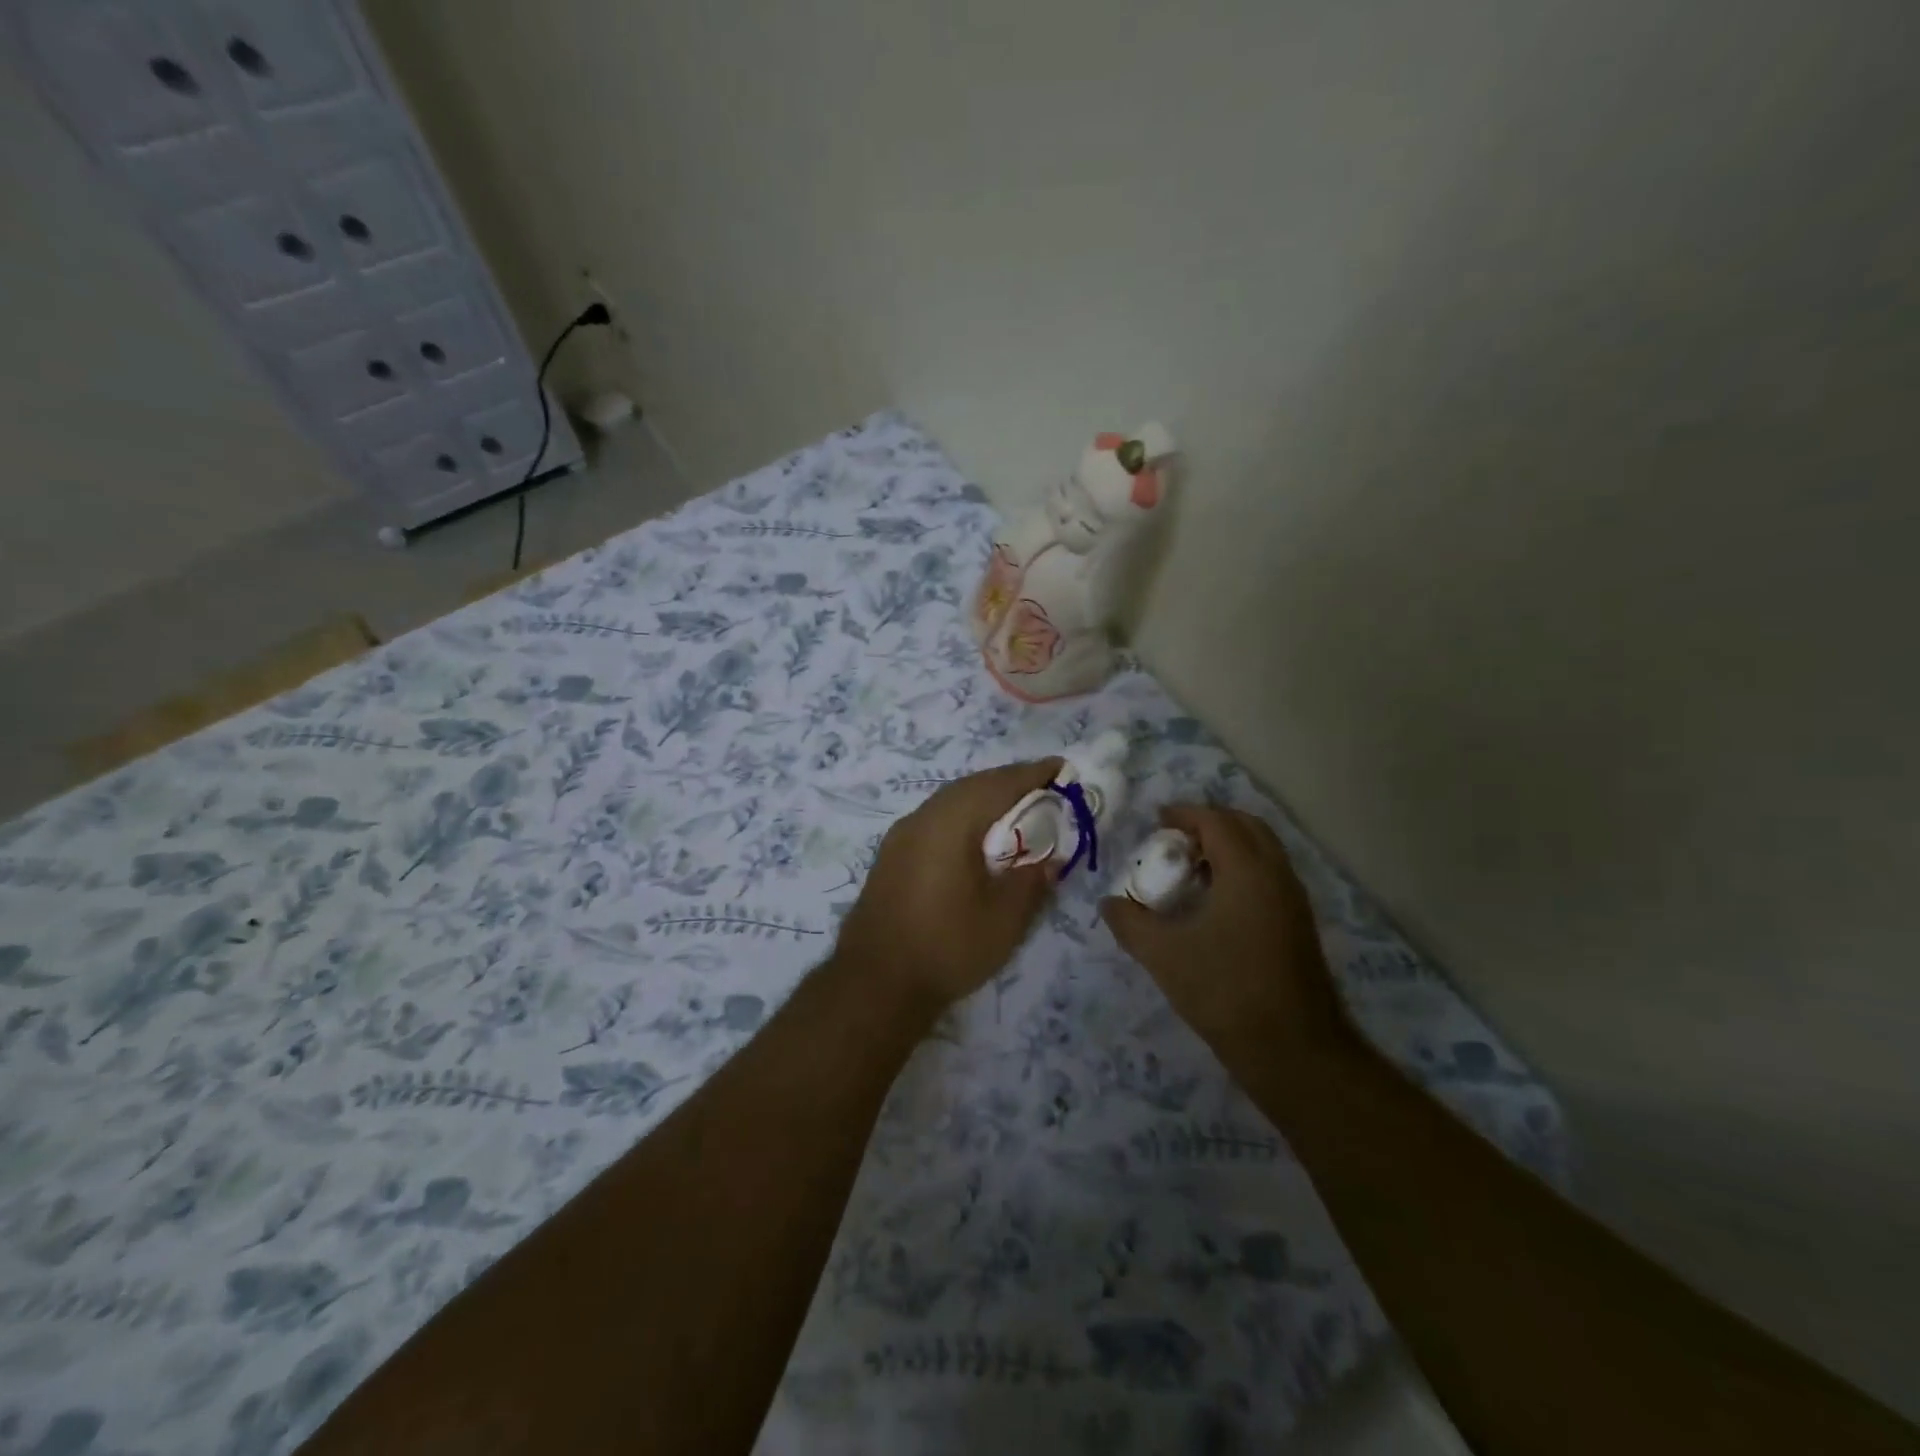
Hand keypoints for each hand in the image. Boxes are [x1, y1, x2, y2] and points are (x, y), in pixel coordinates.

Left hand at [835, 759, 1061, 1014]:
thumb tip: (1048, 859)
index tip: (1062, 768)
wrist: (874, 983)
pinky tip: (977, 839)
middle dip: (1009, 782)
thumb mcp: (1004, 919)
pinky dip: (964, 817)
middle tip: (1044, 789)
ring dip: (985, 799)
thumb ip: (1031, 881)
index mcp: (950, 823)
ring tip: (1016, 811)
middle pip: (972, 786)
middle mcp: (922, 818)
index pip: (999, 784)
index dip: (1033, 774)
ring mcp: (901, 836)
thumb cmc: (946, 947)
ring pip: (950, 801)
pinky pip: (936, 820)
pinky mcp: (892, 855)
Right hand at [1101, 805, 1351, 1062]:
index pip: (1216, 821)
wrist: (1293, 1050)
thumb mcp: (1163, 955)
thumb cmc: (1225, 991)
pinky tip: (1215, 903)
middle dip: (1209, 823)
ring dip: (1228, 846)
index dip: (1184, 814)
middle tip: (1174, 839)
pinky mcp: (1299, 924)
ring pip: (1262, 850)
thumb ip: (1130, 923)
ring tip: (1190, 869)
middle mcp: (1277, 875)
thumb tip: (1109, 903)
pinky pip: (1269, 875)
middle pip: (1246, 826)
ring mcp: (1293, 900)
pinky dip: (1242, 869)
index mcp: (1247, 871)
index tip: (1156, 821)